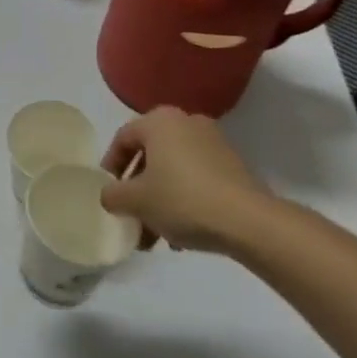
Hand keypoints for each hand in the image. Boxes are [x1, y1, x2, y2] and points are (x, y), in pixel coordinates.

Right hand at [100, 107, 277, 255]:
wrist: (248, 222)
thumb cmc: (182, 200)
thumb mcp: (135, 201)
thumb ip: (112, 195)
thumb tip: (111, 195)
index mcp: (160, 121)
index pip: (123, 139)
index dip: (110, 167)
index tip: (108, 194)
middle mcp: (187, 123)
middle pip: (150, 156)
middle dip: (137, 190)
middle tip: (130, 217)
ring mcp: (214, 143)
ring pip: (173, 171)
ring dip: (159, 200)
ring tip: (155, 236)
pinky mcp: (234, 166)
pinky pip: (196, 179)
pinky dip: (184, 200)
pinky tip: (181, 234)